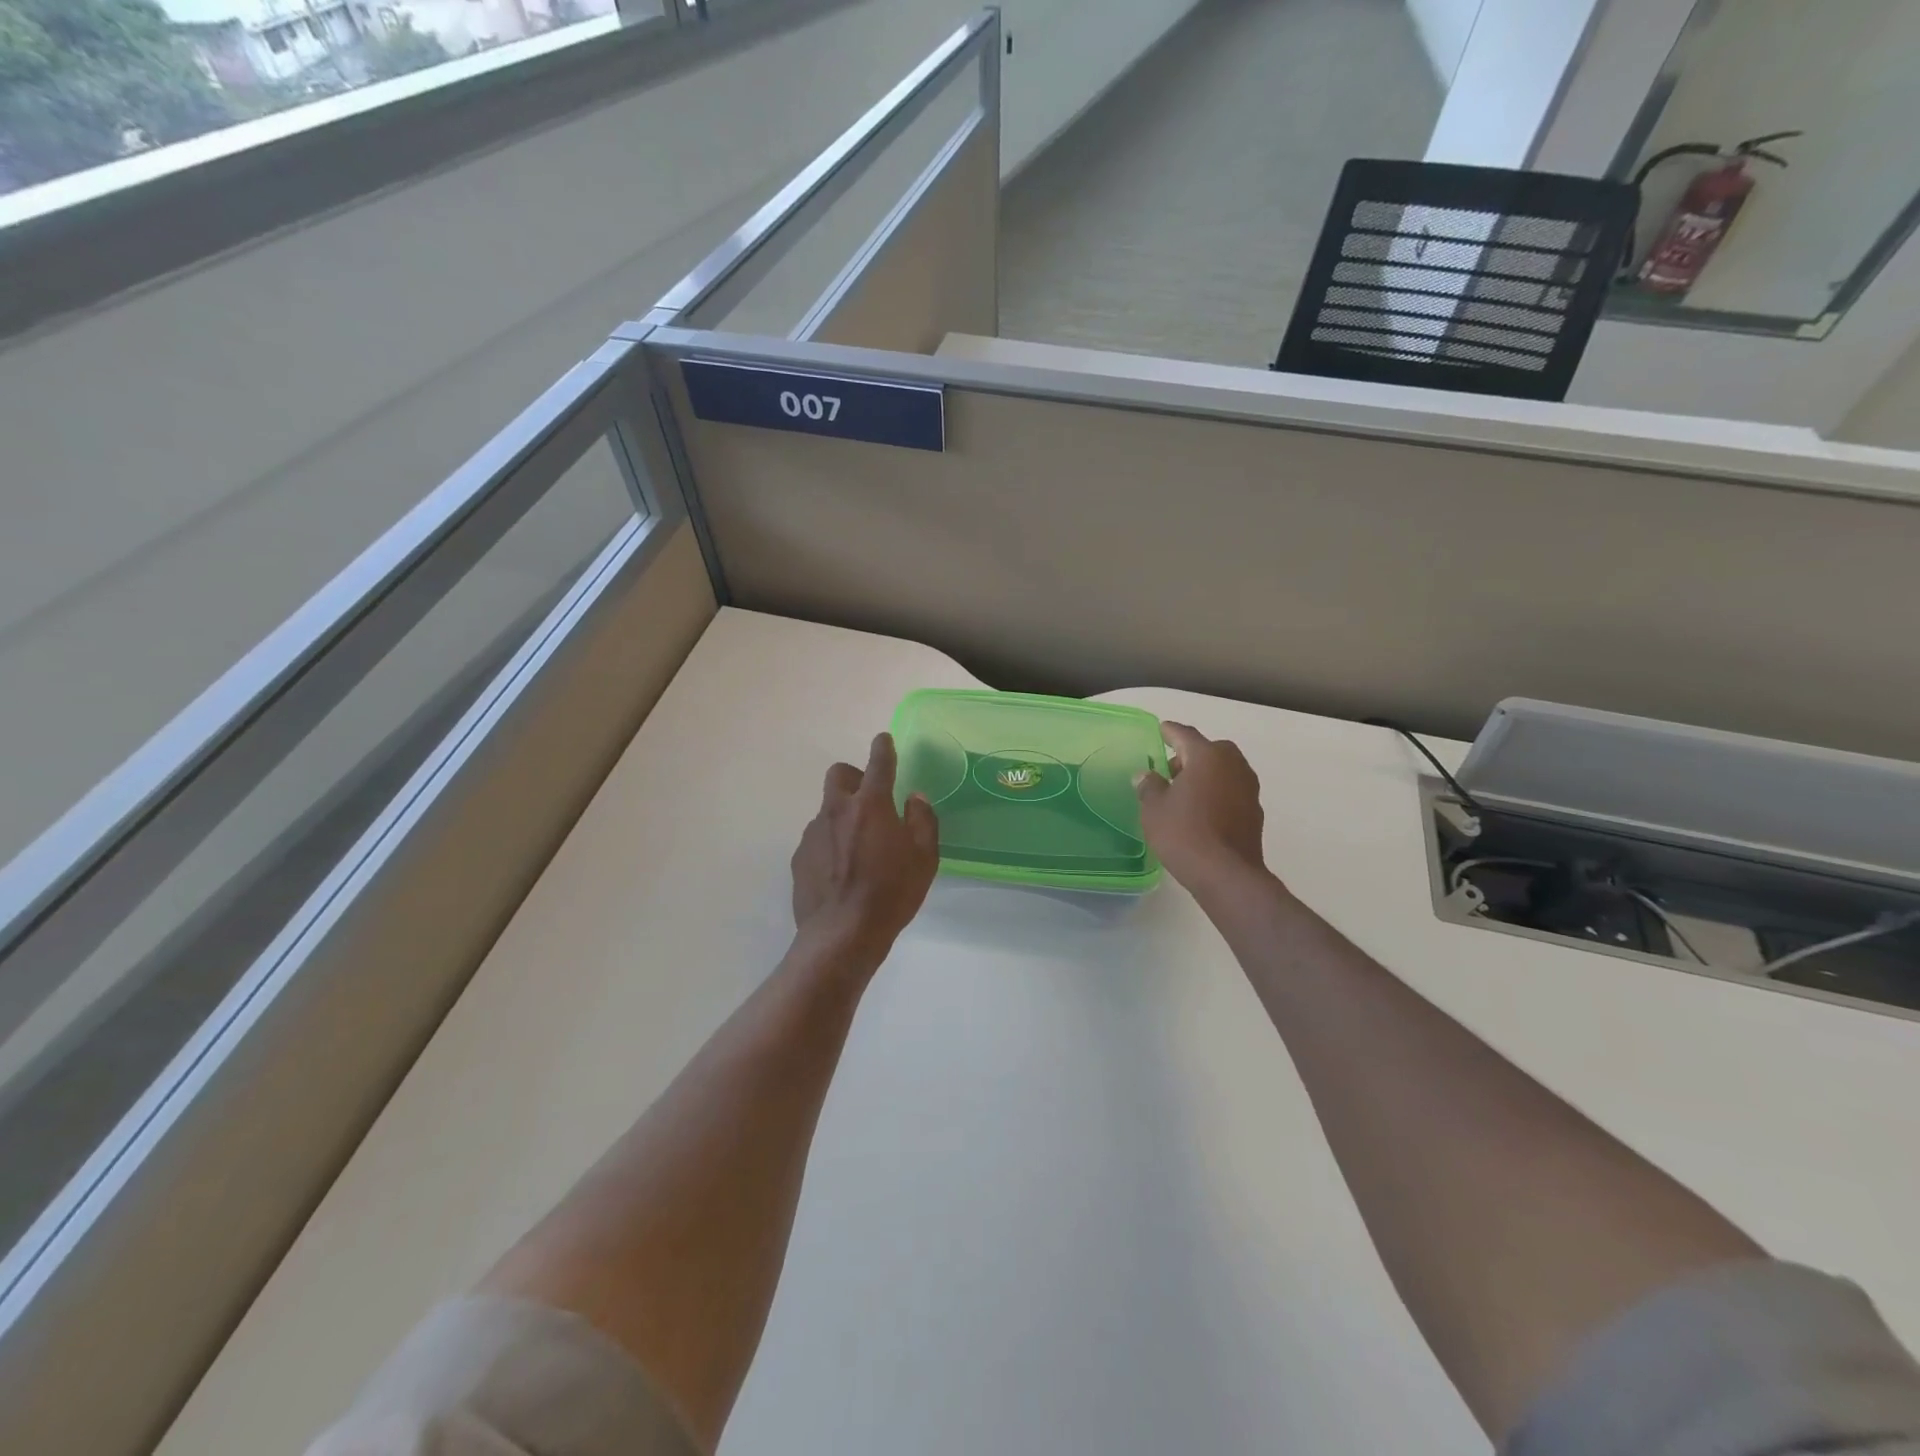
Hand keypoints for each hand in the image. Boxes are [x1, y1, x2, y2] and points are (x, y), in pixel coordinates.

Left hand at [791, 733, 939, 961]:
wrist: (842, 935)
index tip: (883, 740)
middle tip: (870, 799)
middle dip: (854, 776)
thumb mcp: (924, 858)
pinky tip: (841, 873)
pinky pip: (818, 839)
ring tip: (858, 850)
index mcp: (871, 804)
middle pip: (839, 774)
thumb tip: (914, 799)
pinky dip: (830, 844)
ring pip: (827, 809)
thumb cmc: (891, 894)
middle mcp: (837, 810)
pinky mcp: (800, 857)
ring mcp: (813, 833)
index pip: (878, 763)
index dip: (882, 747)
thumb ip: (922, 821)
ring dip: (843, 816)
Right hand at [1135, 722, 1267, 890]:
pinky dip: (1217, 794)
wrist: (1226, 874)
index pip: (1185, 735)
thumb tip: (1147, 775)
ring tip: (1184, 792)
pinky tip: (1202, 811)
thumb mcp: (1154, 809)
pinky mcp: (1254, 812)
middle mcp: (1233, 765)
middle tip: (1170, 769)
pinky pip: (1232, 791)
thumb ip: (1149, 786)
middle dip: (1191, 755)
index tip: (1161, 730)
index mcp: (1207, 756)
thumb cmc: (1184, 833)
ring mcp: (1249, 789)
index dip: (1170, 732)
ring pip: (1224, 771)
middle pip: (1210, 751)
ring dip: (1206, 775)